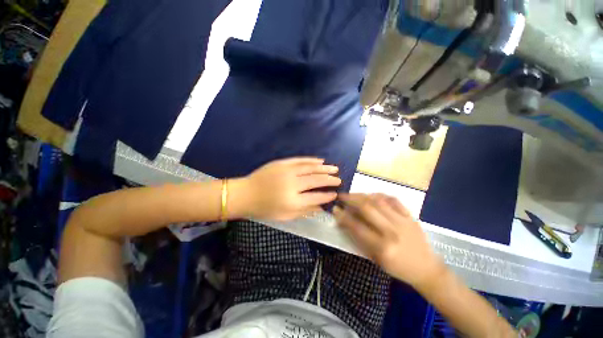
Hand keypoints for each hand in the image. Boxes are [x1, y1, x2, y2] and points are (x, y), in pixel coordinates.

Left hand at [232, 158, 340, 220]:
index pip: (316, 197)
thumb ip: (304, 211)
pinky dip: (311, 160)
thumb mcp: (284, 216)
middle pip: (316, 181)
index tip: (335, 194)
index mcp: (292, 201)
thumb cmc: (264, 208)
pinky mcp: (282, 163)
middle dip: (330, 180)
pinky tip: (320, 161)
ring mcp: (287, 171)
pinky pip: (300, 160)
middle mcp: (292, 185)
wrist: (245, 194)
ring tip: (334, 168)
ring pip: (310, 168)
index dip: (327, 196)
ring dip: (324, 168)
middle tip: (339, 180)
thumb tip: (321, 208)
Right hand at [333, 193, 444, 287]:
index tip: (335, 209)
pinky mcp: (410, 216)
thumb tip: (344, 223)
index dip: (343, 216)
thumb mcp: (376, 260)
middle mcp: (392, 231)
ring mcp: (403, 221)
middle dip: (350, 199)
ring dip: (362, 195)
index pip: (357, 226)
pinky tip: (371, 194)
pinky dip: (380, 195)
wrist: (427, 269)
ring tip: (353, 194)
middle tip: (341, 196)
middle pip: (367, 208)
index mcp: (383, 247)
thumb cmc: (398, 268)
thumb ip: (359, 240)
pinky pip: (393, 199)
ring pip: (378, 201)